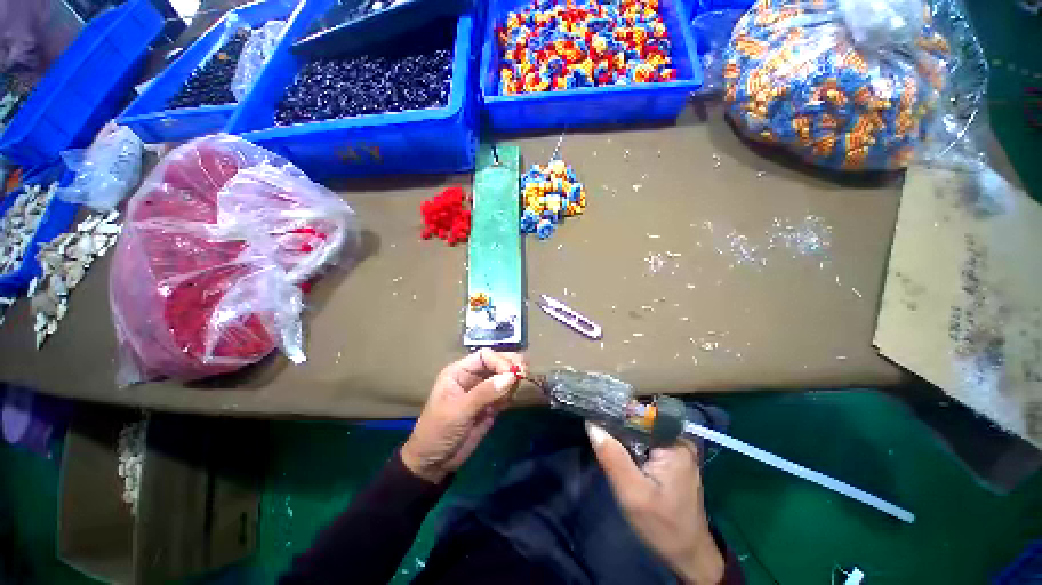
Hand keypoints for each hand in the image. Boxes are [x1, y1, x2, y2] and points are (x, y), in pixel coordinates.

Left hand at [401, 349, 525, 483]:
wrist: (435, 463)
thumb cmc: (438, 431)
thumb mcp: (459, 410)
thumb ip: (485, 392)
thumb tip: (511, 376)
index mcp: (459, 371)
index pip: (485, 356)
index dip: (500, 361)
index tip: (513, 373)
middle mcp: (473, 377)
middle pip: (497, 362)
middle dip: (511, 366)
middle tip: (525, 373)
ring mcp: (483, 391)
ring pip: (504, 377)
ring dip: (512, 381)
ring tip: (511, 395)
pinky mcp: (491, 405)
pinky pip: (506, 393)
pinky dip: (511, 395)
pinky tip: (506, 404)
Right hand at [586, 423, 724, 584]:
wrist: (688, 556)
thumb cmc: (662, 526)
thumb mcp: (632, 494)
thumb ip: (612, 457)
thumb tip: (592, 424)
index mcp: (675, 443)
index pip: (638, 416)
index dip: (615, 414)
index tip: (594, 414)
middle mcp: (679, 440)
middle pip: (640, 423)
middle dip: (618, 427)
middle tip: (596, 430)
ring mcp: (678, 449)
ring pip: (642, 433)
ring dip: (623, 437)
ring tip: (603, 437)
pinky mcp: (674, 459)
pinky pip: (647, 443)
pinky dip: (632, 446)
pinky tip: (619, 452)